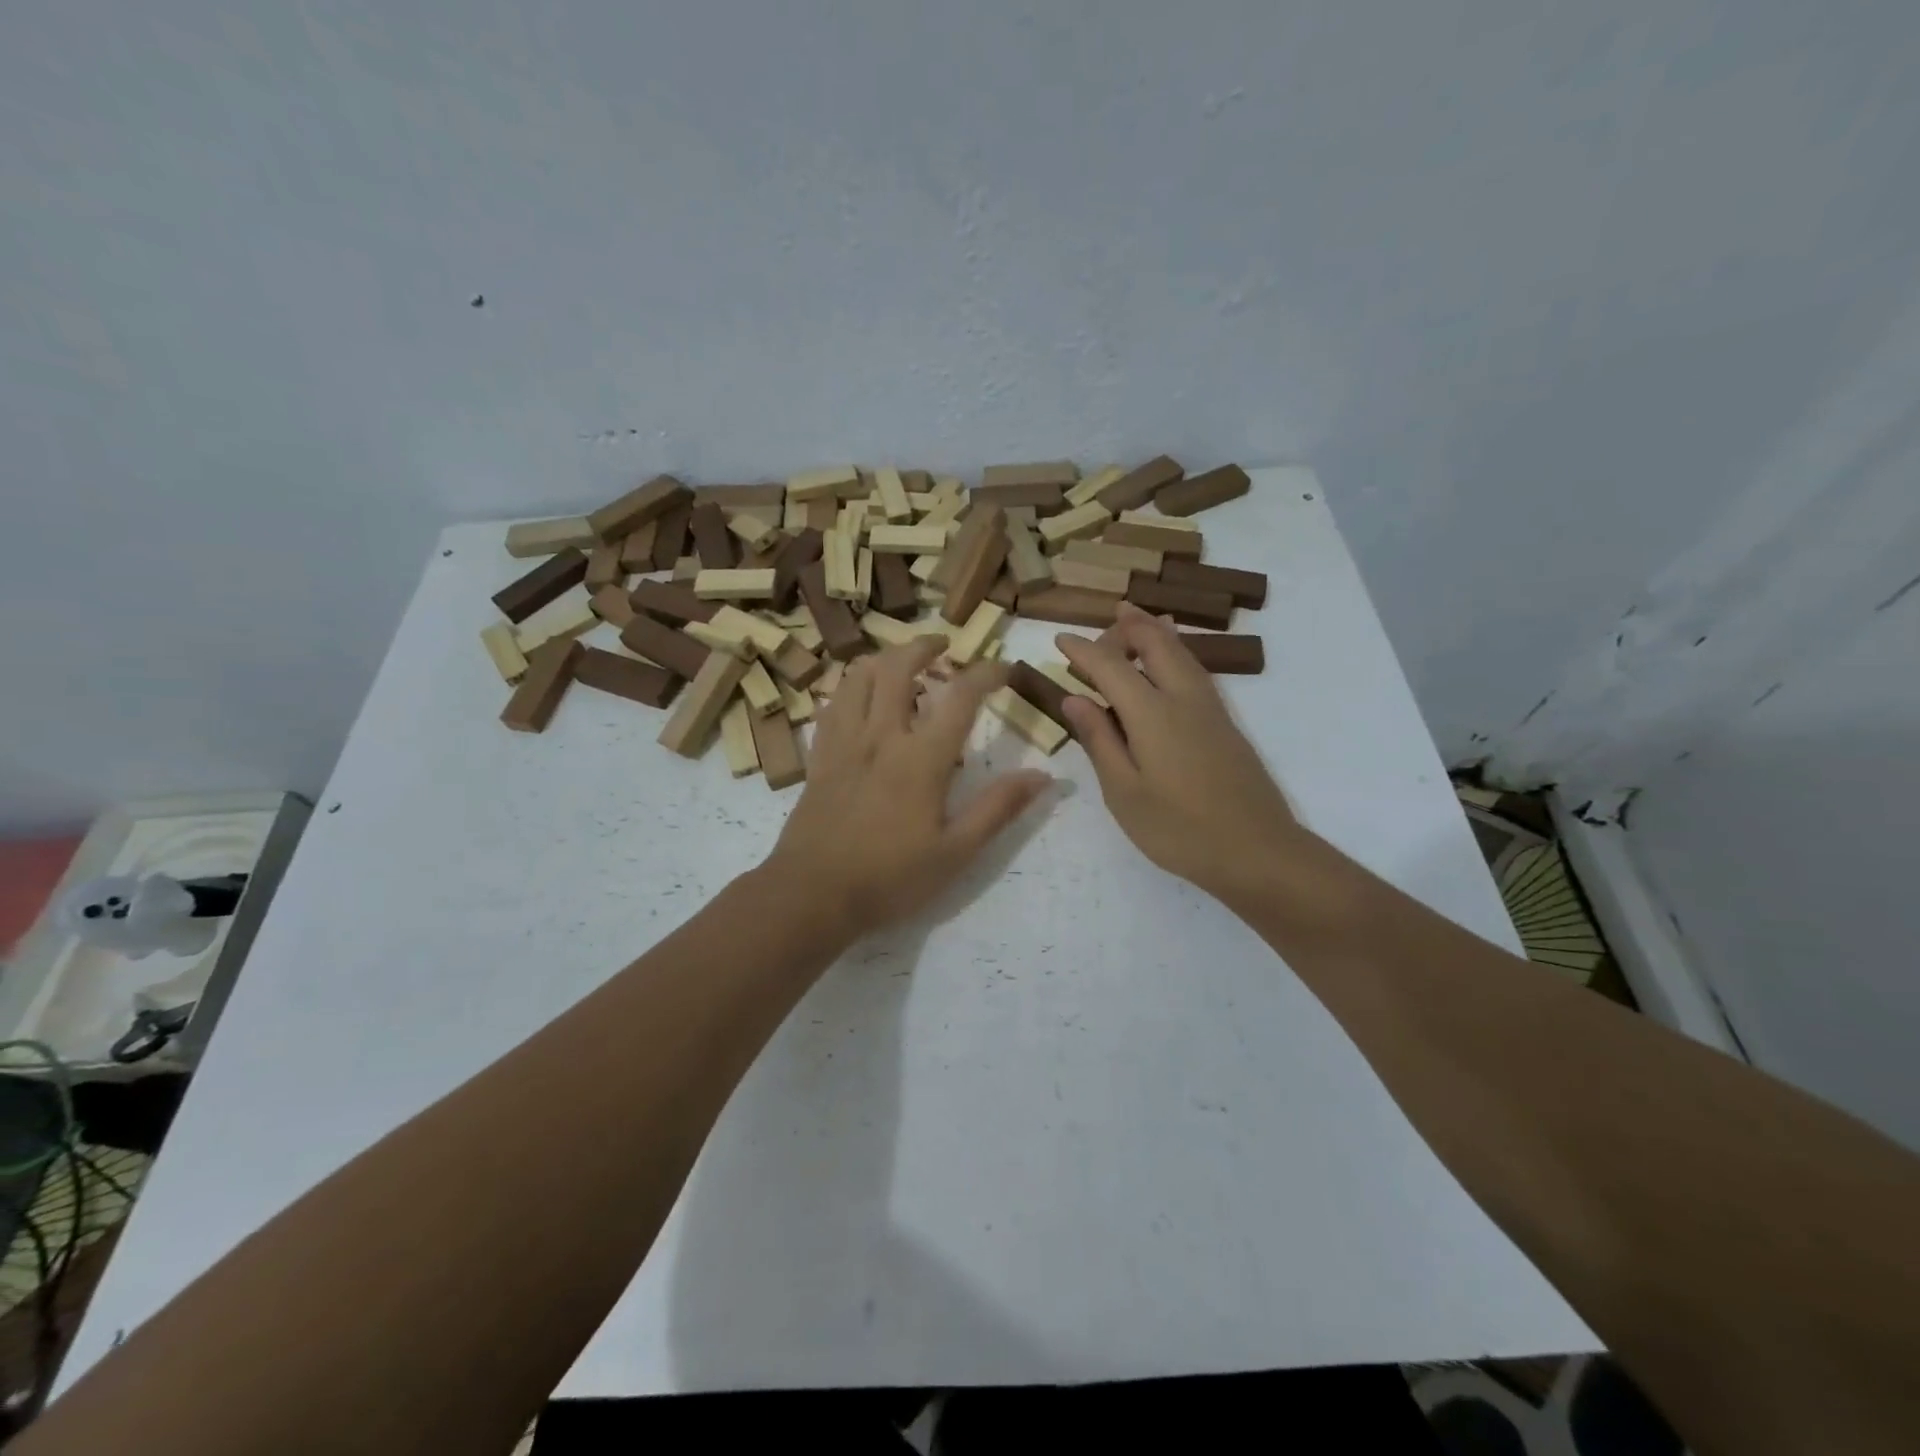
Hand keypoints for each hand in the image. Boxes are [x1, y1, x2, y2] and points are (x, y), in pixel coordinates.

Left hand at [764, 639, 1051, 935]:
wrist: (811, 895)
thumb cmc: (890, 878)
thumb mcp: (956, 853)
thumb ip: (998, 809)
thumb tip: (1043, 776)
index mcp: (921, 758)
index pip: (960, 696)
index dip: (986, 673)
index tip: (1004, 669)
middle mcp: (880, 736)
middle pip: (897, 667)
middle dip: (923, 646)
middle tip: (943, 645)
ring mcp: (844, 743)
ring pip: (857, 677)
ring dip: (883, 658)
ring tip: (900, 662)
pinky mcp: (819, 757)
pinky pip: (831, 705)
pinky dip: (849, 687)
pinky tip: (858, 696)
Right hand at [1057, 603, 1303, 903]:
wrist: (1257, 852)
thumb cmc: (1179, 829)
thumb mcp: (1124, 792)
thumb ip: (1099, 740)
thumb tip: (1074, 699)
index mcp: (1152, 714)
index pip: (1111, 666)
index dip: (1083, 650)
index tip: (1059, 639)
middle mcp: (1184, 699)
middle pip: (1155, 643)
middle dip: (1127, 626)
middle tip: (1103, 622)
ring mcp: (1211, 709)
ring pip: (1181, 652)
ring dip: (1155, 630)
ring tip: (1137, 615)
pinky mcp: (1225, 725)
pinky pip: (1195, 669)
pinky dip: (1176, 650)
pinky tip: (1172, 659)